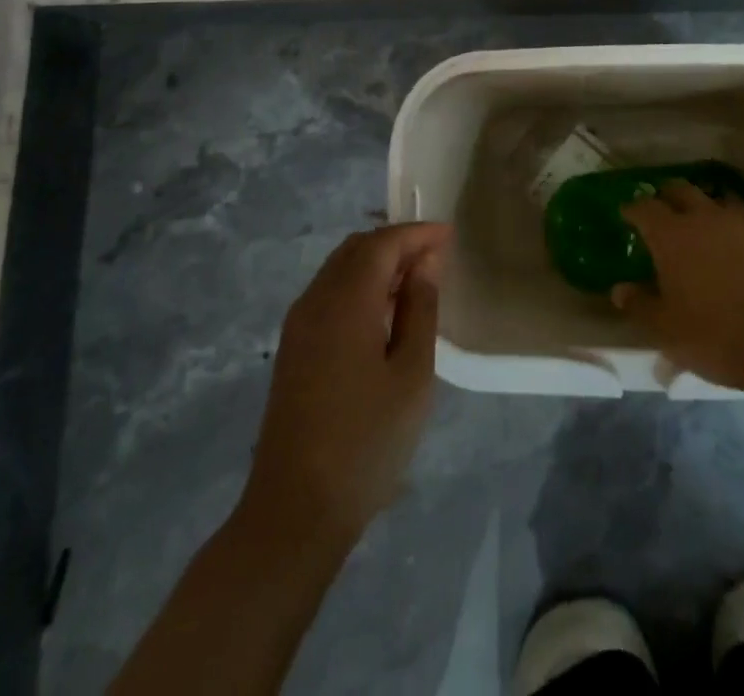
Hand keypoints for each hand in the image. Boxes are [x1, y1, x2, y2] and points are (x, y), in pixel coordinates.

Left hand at [242, 222, 449, 543]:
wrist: (294, 510)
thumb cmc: (367, 441)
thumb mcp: (411, 374)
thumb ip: (420, 309)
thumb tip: (426, 262)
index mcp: (345, 301)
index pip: (382, 243)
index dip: (416, 233)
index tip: (450, 235)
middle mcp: (315, 300)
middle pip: (356, 249)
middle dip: (396, 243)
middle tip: (435, 256)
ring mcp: (298, 325)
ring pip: (339, 269)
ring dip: (377, 263)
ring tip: (416, 281)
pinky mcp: (293, 349)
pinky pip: (329, 294)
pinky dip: (359, 286)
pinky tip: (383, 312)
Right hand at [613, 180, 743, 392]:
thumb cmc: (722, 337)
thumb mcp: (669, 332)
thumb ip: (641, 307)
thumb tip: (620, 289)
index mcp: (673, 236)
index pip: (644, 208)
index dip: (633, 209)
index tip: (627, 213)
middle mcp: (708, 218)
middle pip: (683, 190)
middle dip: (669, 195)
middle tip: (664, 208)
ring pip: (722, 201)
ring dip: (710, 208)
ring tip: (708, 225)